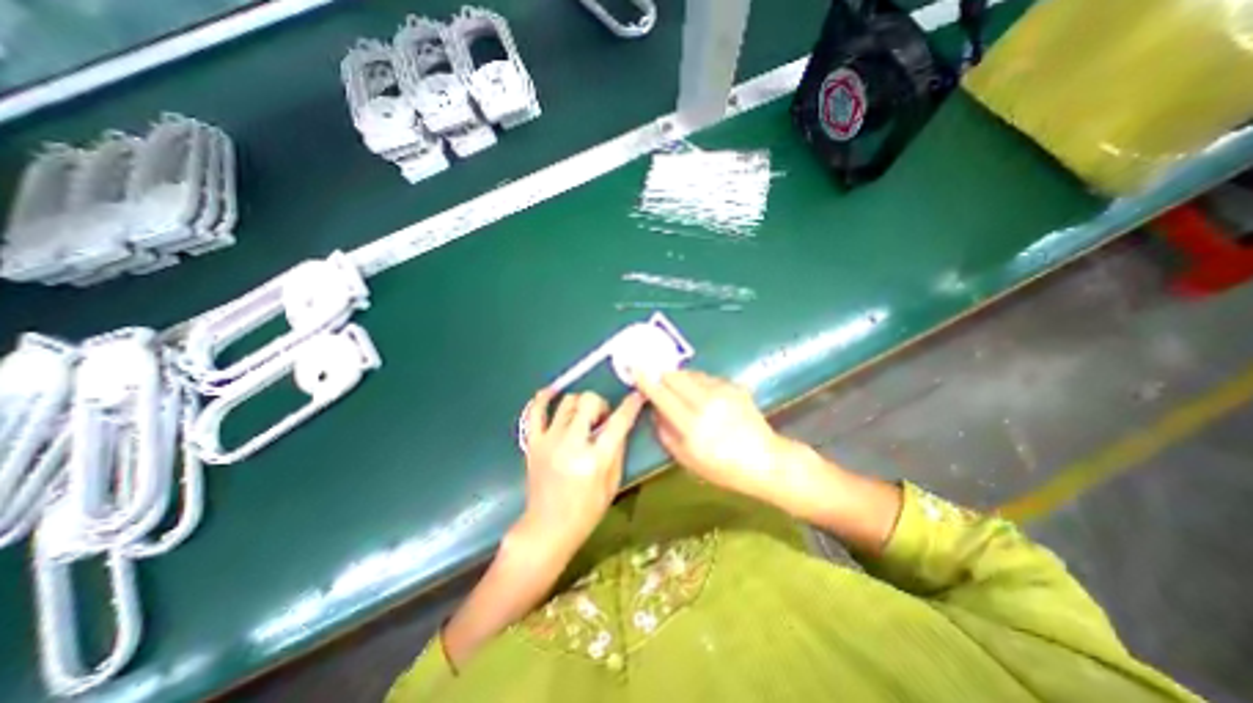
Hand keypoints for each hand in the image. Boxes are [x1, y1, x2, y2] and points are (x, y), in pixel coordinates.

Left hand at [516, 392, 644, 562]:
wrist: (547, 528)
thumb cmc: (586, 510)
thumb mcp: (612, 483)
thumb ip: (617, 450)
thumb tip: (618, 424)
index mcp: (596, 459)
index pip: (619, 421)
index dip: (631, 404)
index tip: (637, 395)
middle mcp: (572, 444)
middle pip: (589, 401)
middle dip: (601, 404)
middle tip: (601, 419)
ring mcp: (549, 441)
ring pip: (567, 401)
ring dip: (580, 404)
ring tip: (582, 417)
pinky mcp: (533, 442)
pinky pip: (534, 411)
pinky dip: (543, 397)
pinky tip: (552, 393)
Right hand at [636, 370, 801, 507]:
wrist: (765, 461)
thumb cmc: (723, 468)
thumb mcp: (687, 459)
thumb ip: (665, 433)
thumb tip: (654, 409)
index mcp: (692, 425)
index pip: (662, 394)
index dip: (647, 380)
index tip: (636, 368)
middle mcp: (706, 403)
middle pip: (675, 376)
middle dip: (663, 376)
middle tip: (659, 383)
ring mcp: (723, 392)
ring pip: (691, 374)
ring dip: (681, 379)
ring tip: (683, 393)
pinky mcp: (734, 387)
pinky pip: (707, 378)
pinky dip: (699, 383)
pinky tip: (705, 398)